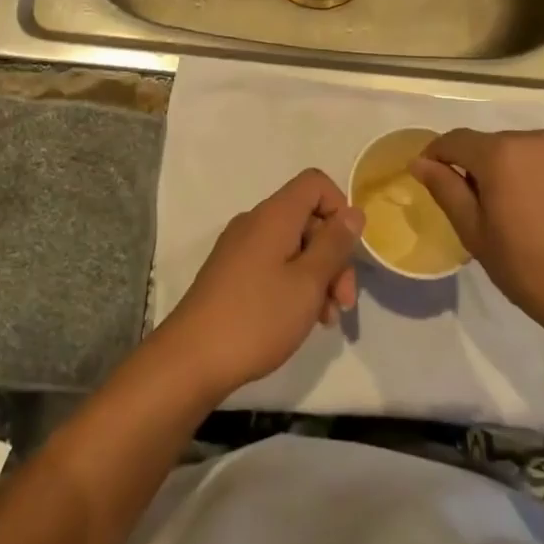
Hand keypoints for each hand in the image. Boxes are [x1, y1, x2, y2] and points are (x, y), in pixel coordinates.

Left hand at [160, 169, 362, 398]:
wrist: (191, 360)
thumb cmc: (257, 317)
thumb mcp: (308, 282)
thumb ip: (334, 244)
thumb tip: (353, 212)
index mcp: (274, 215)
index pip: (315, 183)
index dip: (339, 208)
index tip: (348, 249)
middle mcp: (255, 222)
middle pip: (307, 219)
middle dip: (333, 255)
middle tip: (343, 302)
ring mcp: (240, 248)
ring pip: (293, 246)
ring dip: (317, 276)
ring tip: (325, 319)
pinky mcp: (231, 274)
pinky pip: (273, 264)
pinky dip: (294, 284)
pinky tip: (301, 320)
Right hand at [410, 130, 543, 358]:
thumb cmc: (528, 269)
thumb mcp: (475, 233)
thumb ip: (446, 189)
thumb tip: (420, 162)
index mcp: (500, 154)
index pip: (456, 140)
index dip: (438, 155)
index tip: (433, 176)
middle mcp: (536, 138)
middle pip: (495, 143)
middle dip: (483, 166)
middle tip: (484, 205)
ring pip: (529, 149)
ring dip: (518, 168)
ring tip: (524, 206)